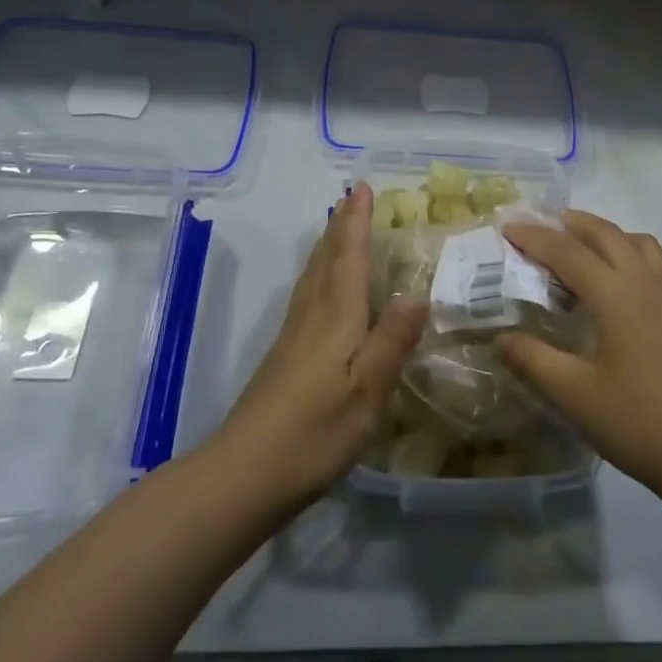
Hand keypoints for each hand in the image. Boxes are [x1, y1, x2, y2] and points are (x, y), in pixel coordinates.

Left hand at [213, 183, 425, 511]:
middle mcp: (312, 315)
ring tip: (339, 227)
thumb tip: (417, 293)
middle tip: (353, 197)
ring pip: (313, 275)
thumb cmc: (314, 432)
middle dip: (340, 225)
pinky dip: (320, 273)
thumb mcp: (367, 392)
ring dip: (327, 245)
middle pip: (325, 259)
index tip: (362, 187)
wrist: (244, 474)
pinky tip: (322, 288)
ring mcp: (293, 335)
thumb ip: (392, 341)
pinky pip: (308, 294)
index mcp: (335, 317)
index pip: (349, 257)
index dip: (356, 222)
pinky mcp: (284, 355)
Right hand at [498, 211, 661, 497]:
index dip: (534, 237)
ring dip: (606, 235)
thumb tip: (500, 336)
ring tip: (582, 249)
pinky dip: (628, 255)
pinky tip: (618, 290)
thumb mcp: (574, 396)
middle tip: (542, 228)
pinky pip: (654, 263)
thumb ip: (533, 360)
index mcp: (615, 293)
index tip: (507, 228)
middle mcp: (645, 282)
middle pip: (606, 234)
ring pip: (637, 243)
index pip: (567, 251)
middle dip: (572, 224)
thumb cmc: (640, 422)